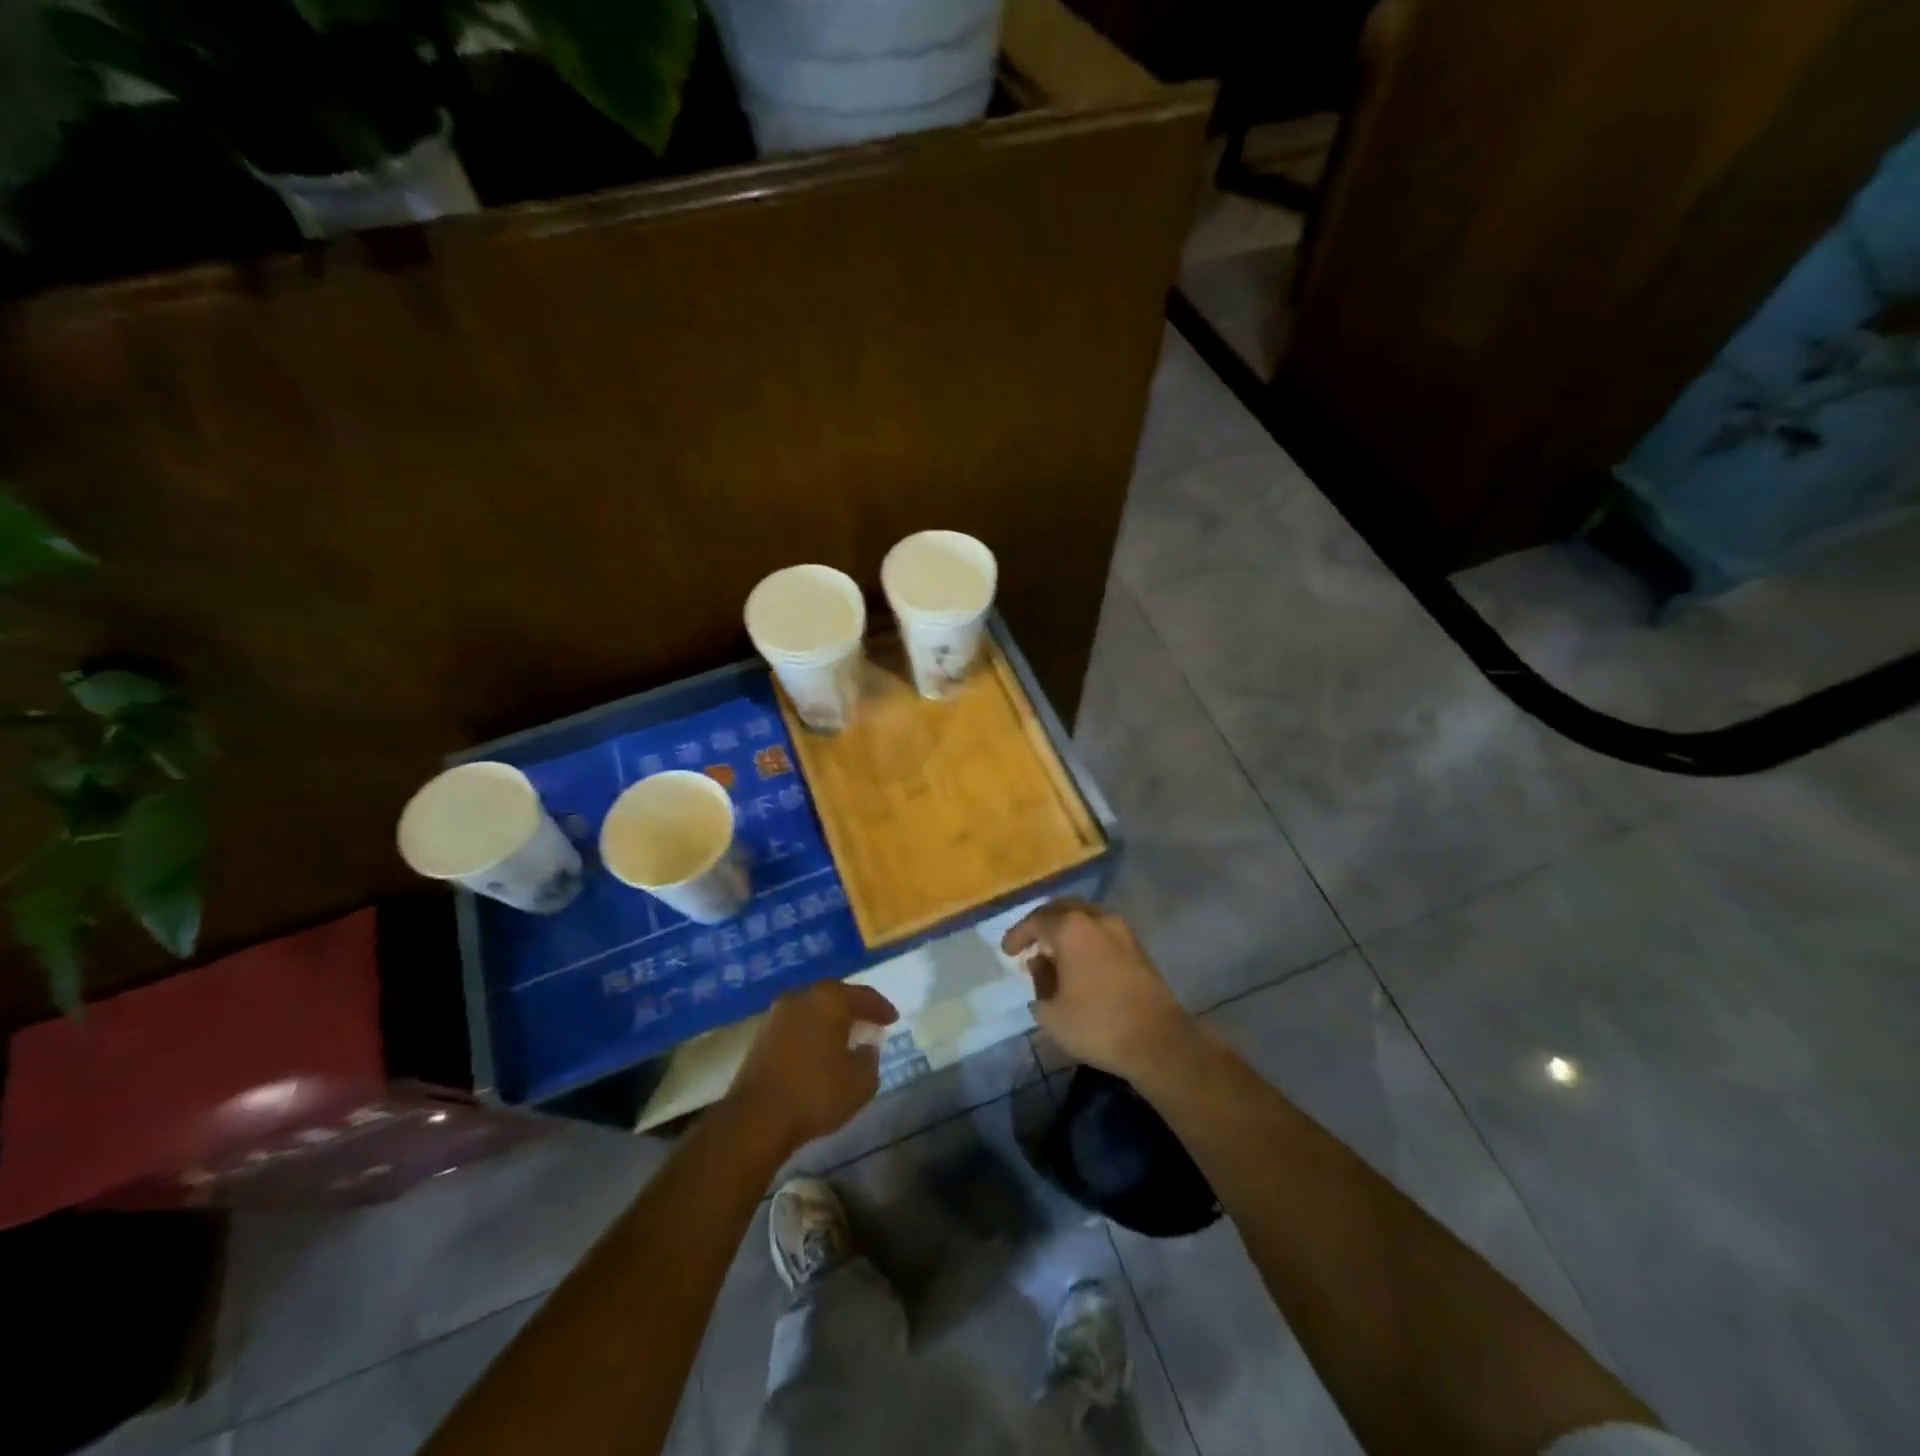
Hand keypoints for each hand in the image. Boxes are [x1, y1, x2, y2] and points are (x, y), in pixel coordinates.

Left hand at [725, 980, 898, 1154]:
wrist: (756, 1118)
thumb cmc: (815, 1093)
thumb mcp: (860, 1082)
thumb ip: (870, 1059)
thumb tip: (866, 1047)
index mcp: (829, 999)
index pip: (863, 995)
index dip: (881, 1008)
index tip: (894, 1019)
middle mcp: (802, 997)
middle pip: (835, 997)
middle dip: (854, 1010)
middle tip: (870, 1023)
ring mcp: (777, 1015)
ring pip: (813, 1010)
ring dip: (830, 1021)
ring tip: (846, 1038)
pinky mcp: (761, 1036)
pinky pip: (796, 1026)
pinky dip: (812, 1033)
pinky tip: (819, 1051)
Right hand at [1003, 900, 1190, 1078]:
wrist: (1159, 1041)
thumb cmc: (1097, 1024)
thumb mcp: (1051, 1012)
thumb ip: (1039, 982)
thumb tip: (1040, 964)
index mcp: (1071, 928)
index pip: (1036, 921)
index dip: (1018, 935)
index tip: (1007, 952)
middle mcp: (1097, 919)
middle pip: (1062, 910)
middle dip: (1043, 924)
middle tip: (1030, 942)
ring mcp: (1122, 931)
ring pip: (1086, 918)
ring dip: (1066, 930)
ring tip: (1054, 953)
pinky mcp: (1138, 948)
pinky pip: (1102, 933)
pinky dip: (1086, 940)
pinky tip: (1080, 963)